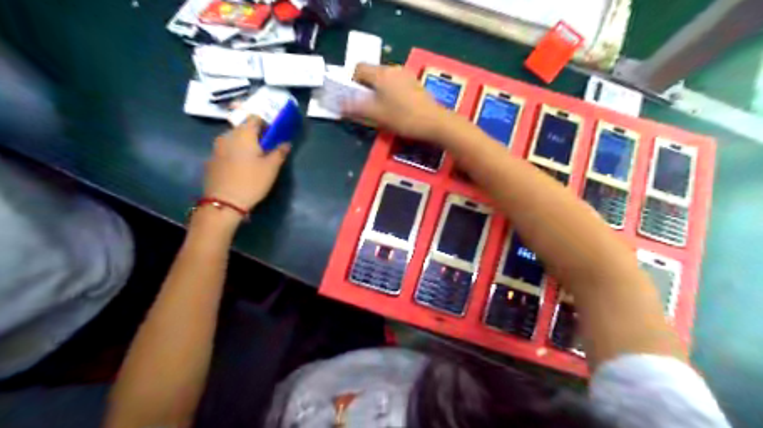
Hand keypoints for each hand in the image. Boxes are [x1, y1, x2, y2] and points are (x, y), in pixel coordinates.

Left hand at [204, 117, 291, 210]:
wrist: (223, 203)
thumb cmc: (251, 182)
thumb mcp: (271, 168)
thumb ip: (279, 152)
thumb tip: (286, 143)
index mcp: (244, 134)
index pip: (255, 118)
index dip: (266, 123)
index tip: (274, 134)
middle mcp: (227, 136)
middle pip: (243, 128)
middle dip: (255, 135)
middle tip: (266, 148)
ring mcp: (216, 148)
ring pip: (233, 139)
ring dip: (244, 144)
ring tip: (253, 159)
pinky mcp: (211, 160)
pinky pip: (226, 150)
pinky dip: (234, 154)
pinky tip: (240, 168)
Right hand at [343, 64, 454, 140]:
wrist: (434, 122)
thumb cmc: (402, 117)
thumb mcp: (376, 115)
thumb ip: (355, 108)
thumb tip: (338, 104)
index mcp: (381, 73)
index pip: (358, 68)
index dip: (352, 82)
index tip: (354, 98)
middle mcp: (393, 69)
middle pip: (372, 73)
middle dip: (365, 88)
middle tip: (367, 107)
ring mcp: (406, 75)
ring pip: (385, 80)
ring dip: (379, 91)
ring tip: (381, 110)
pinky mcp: (415, 84)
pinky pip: (396, 84)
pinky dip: (391, 93)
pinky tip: (396, 109)